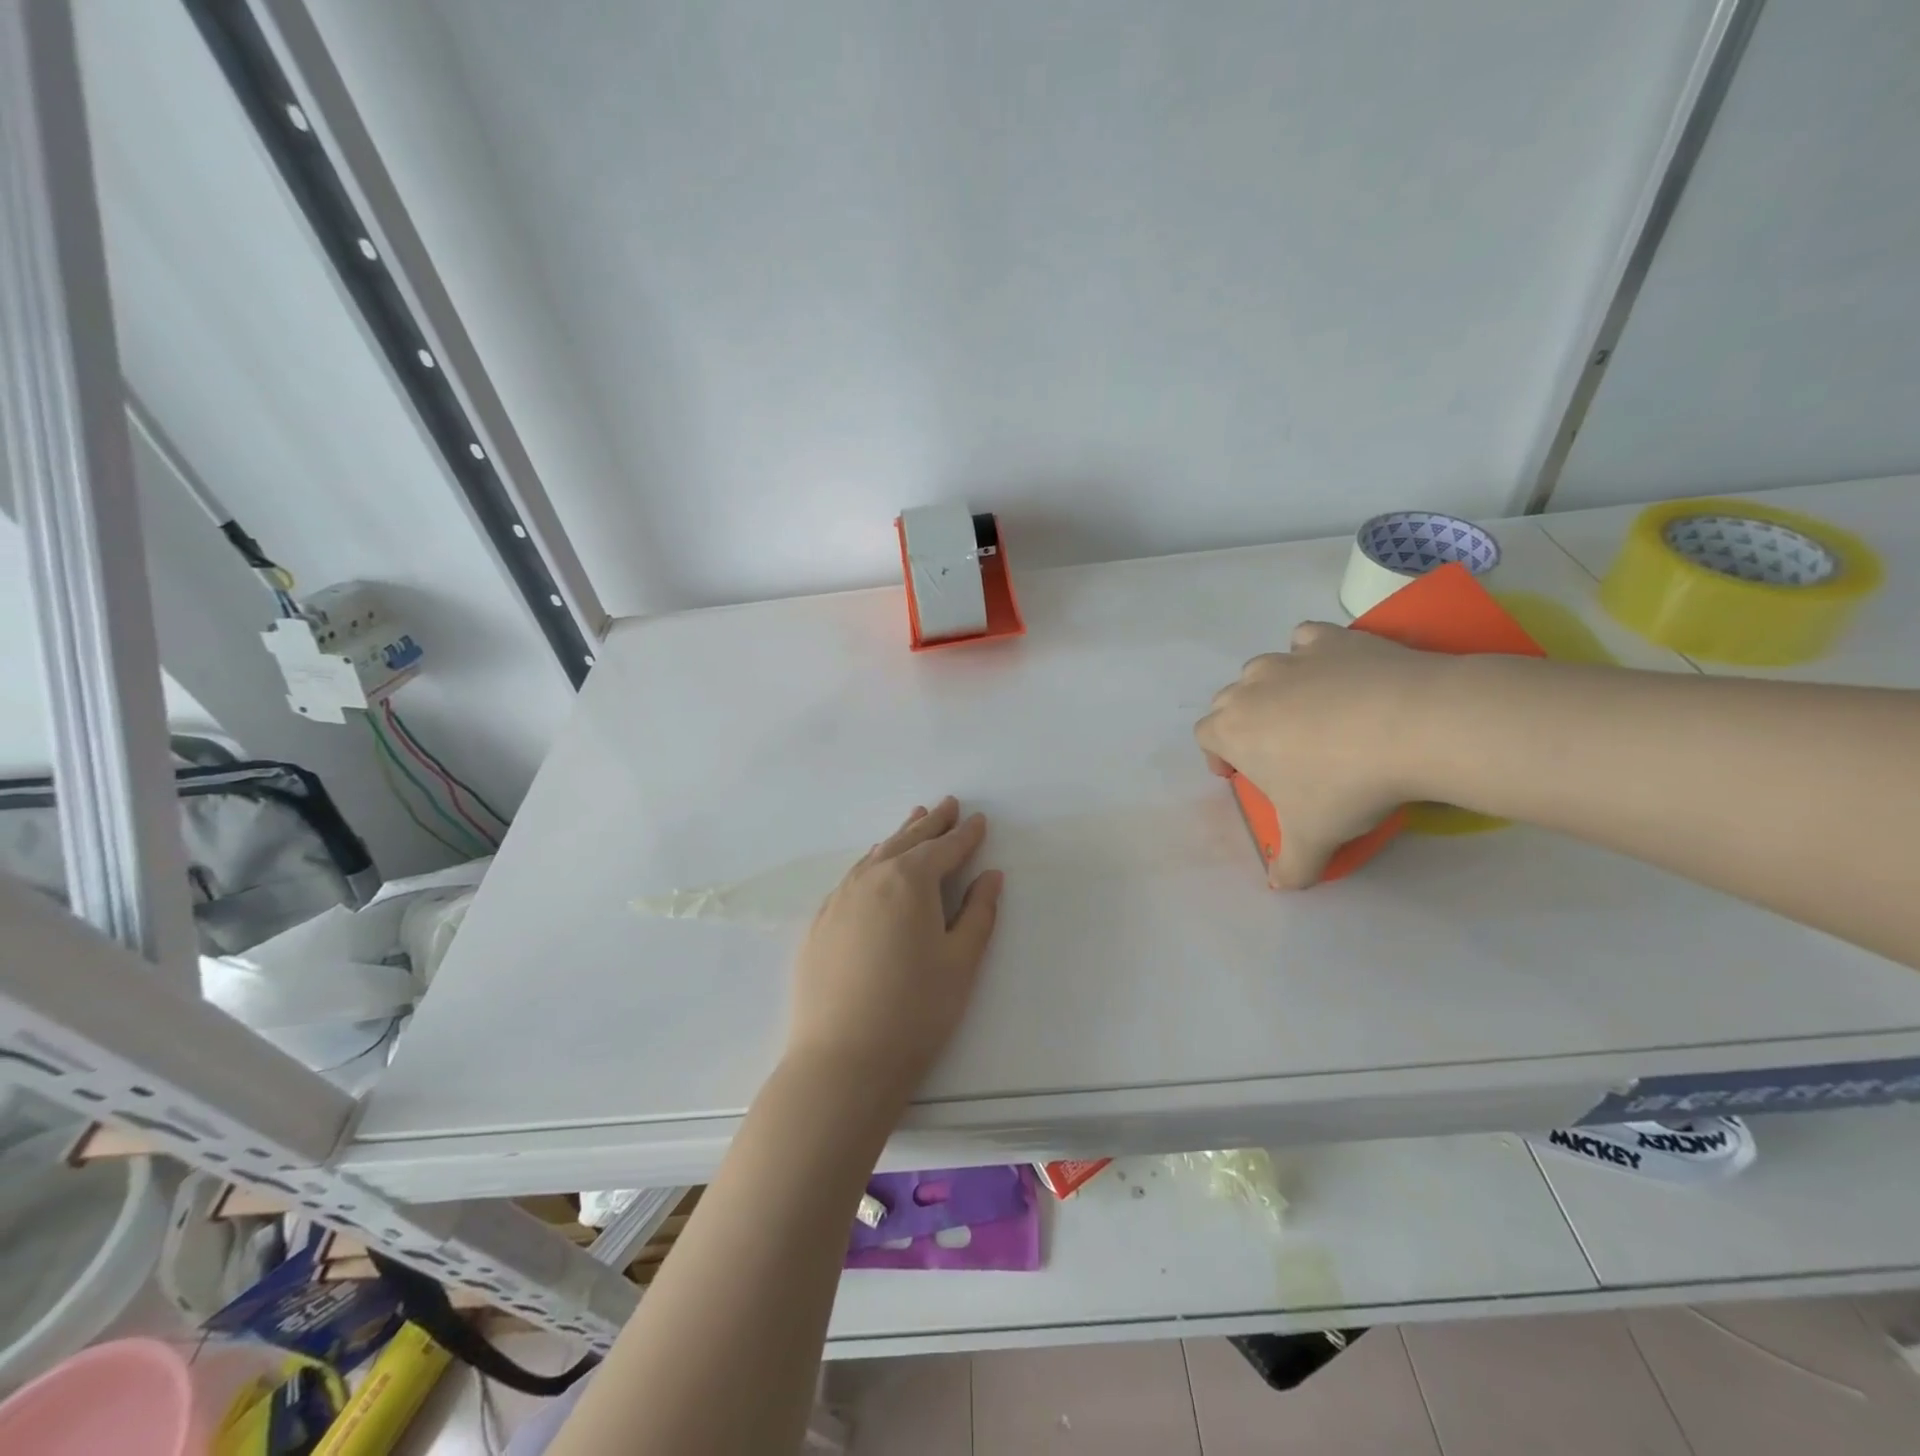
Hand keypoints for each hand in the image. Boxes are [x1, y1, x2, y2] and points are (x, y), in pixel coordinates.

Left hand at [785, 797, 1002, 1104]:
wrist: (842, 1060)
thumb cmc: (915, 1011)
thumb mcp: (961, 962)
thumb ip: (978, 913)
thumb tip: (990, 876)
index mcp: (910, 881)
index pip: (945, 848)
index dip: (965, 834)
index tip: (979, 819)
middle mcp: (871, 878)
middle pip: (907, 841)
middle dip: (931, 823)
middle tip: (946, 804)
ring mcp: (839, 899)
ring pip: (875, 856)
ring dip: (898, 837)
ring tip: (912, 822)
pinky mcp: (819, 923)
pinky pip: (852, 878)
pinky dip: (871, 864)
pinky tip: (873, 869)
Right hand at [1195, 622, 1442, 886]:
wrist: (1414, 725)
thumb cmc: (1345, 785)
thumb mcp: (1315, 838)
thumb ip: (1290, 866)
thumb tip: (1280, 887)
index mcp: (1232, 730)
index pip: (1205, 737)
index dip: (1217, 756)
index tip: (1241, 776)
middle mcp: (1250, 688)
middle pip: (1228, 701)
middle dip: (1242, 723)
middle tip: (1276, 751)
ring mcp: (1290, 659)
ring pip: (1262, 669)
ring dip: (1272, 689)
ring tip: (1306, 712)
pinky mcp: (1332, 640)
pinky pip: (1305, 639)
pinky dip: (1311, 653)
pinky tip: (1333, 672)